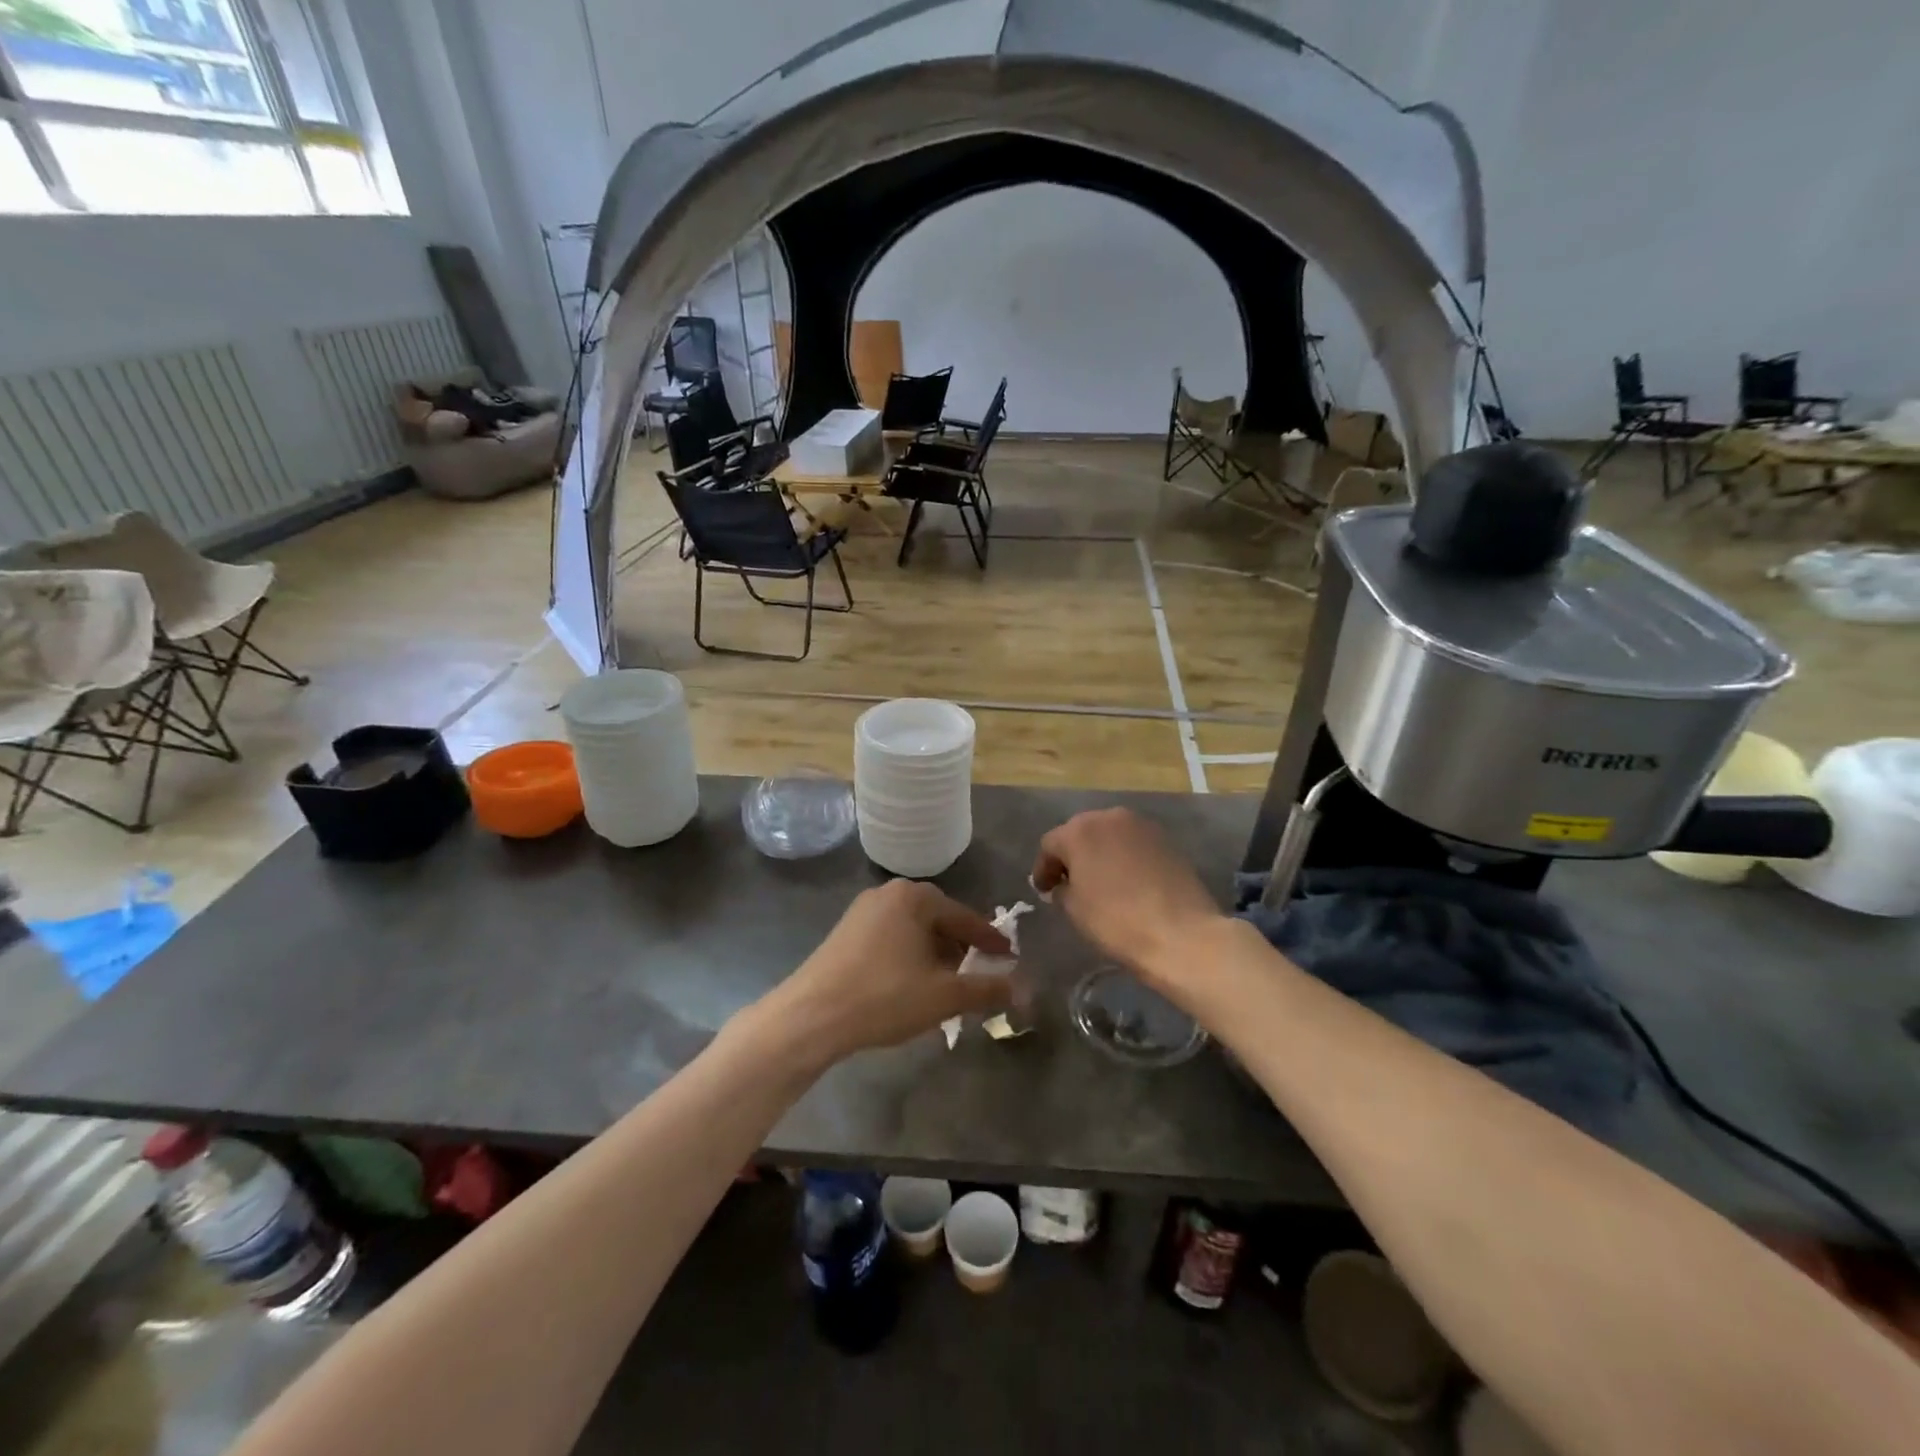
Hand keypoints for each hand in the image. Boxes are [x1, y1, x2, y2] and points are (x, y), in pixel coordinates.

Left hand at [757, 880, 1013, 1065]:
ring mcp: (862, 911)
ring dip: (934, 956)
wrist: (810, 1017)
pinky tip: (911, 986)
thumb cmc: (884, 997)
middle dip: (960, 949)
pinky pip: (891, 938)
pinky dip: (909, 957)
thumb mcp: (944, 996)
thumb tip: (1023, 989)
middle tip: (978, 975)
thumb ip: (986, 990)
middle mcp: (888, 893)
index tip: (1010, 959)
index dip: (990, 941)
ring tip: (946, 986)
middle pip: (938, 921)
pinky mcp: (845, 933)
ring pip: (913, 931)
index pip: (965, 918)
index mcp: (915, 897)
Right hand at [1031, 808, 1224, 992]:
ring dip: (1100, 853)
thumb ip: (1062, 889)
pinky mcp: (1167, 839)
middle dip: (1072, 856)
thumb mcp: (1074, 909)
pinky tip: (1127, 881)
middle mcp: (1109, 817)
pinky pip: (1134, 844)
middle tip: (1068, 883)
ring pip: (1110, 835)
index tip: (1043, 891)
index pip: (1050, 845)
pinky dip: (1124, 857)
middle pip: (1081, 833)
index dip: (1044, 869)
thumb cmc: (1117, 921)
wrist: (1181, 934)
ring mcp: (1142, 826)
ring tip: (1099, 882)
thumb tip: (1064, 884)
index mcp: (1079, 831)